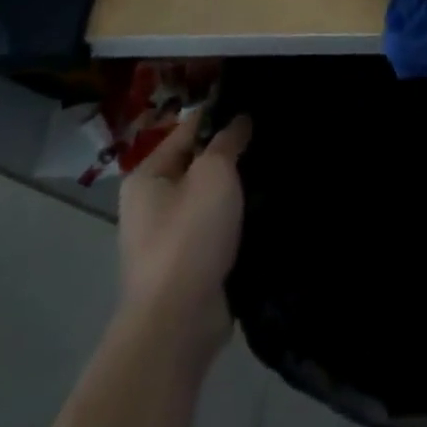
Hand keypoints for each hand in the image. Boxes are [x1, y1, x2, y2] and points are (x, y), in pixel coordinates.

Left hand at [116, 114, 251, 360]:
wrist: (178, 323)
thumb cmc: (189, 235)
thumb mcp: (213, 173)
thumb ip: (227, 140)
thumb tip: (239, 120)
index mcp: (147, 176)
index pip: (189, 129)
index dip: (222, 114)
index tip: (259, 104)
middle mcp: (152, 204)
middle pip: (200, 163)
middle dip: (234, 152)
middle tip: (273, 135)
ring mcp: (170, 237)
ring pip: (213, 196)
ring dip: (240, 187)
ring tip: (278, 167)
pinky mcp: (191, 263)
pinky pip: (219, 226)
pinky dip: (240, 217)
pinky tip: (270, 206)